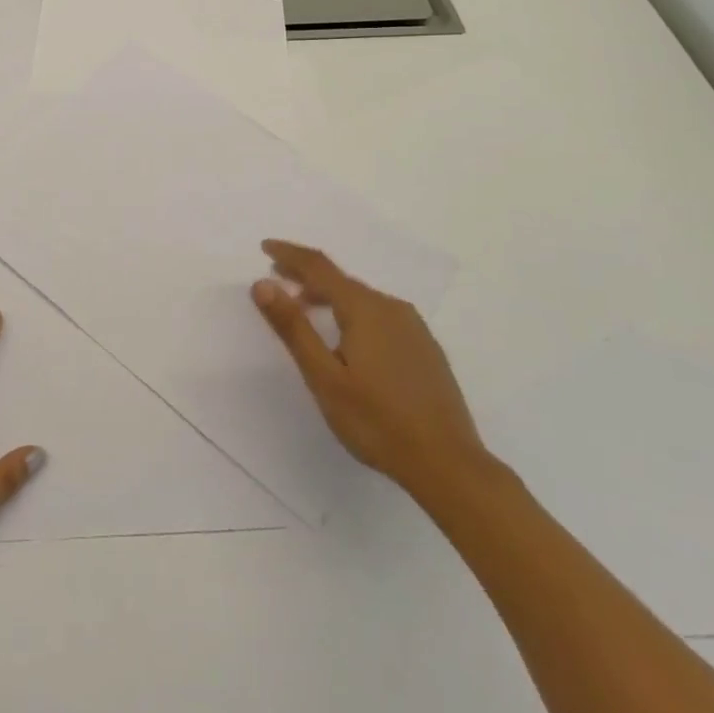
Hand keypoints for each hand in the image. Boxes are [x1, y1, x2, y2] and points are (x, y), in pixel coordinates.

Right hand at [251, 239, 487, 501]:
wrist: (449, 465)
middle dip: (306, 276)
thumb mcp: (324, 377)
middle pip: (341, 280)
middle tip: (278, 279)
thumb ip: (293, 327)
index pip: (318, 267)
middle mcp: (391, 308)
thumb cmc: (377, 421)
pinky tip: (348, 340)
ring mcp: (413, 328)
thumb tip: (263, 283)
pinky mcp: (425, 348)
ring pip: (362, 299)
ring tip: (306, 311)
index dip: (289, 254)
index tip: (265, 246)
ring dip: (329, 297)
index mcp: (364, 308)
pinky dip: (354, 314)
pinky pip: (380, 316)